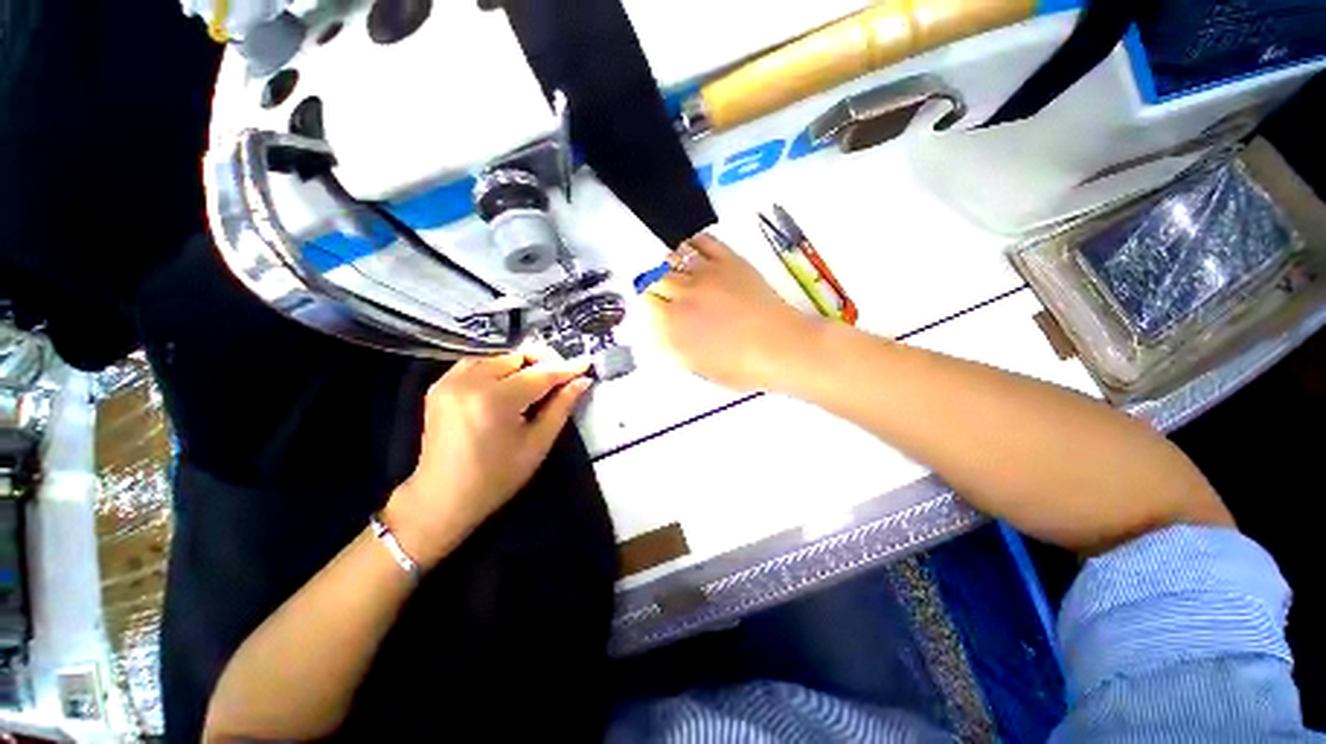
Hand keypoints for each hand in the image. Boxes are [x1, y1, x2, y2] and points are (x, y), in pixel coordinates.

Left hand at [384, 354, 591, 568]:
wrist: (441, 498)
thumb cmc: (496, 478)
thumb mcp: (537, 444)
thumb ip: (561, 407)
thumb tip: (582, 381)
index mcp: (494, 400)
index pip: (539, 375)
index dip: (565, 369)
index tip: (586, 363)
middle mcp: (469, 381)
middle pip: (517, 358)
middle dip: (543, 364)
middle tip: (563, 377)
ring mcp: (450, 380)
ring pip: (498, 356)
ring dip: (522, 364)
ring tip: (539, 380)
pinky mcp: (440, 384)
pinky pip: (477, 362)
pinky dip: (499, 367)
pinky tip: (509, 382)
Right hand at [644, 233, 820, 391]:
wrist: (783, 348)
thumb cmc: (742, 367)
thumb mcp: (699, 368)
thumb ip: (673, 347)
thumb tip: (658, 332)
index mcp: (673, 325)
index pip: (645, 304)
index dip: (650, 306)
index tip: (657, 309)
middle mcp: (683, 295)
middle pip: (655, 278)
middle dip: (658, 286)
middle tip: (668, 293)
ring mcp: (706, 274)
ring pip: (673, 256)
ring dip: (671, 265)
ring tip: (680, 273)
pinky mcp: (728, 260)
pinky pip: (701, 240)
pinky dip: (693, 244)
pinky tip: (695, 253)